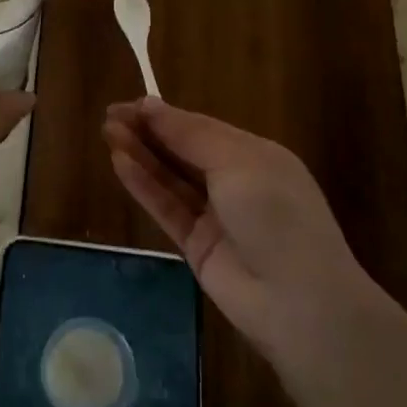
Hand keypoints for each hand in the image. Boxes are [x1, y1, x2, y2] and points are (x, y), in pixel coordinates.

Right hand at [104, 99, 376, 374]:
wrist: (299, 302)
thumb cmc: (275, 214)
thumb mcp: (236, 162)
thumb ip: (189, 134)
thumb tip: (150, 104)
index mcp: (254, 155)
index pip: (201, 127)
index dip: (165, 115)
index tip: (129, 104)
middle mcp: (235, 182)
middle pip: (183, 150)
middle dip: (148, 132)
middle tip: (110, 117)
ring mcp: (215, 215)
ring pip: (171, 178)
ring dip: (141, 154)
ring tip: (107, 133)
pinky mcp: (197, 246)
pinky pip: (166, 208)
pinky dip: (144, 185)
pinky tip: (119, 163)